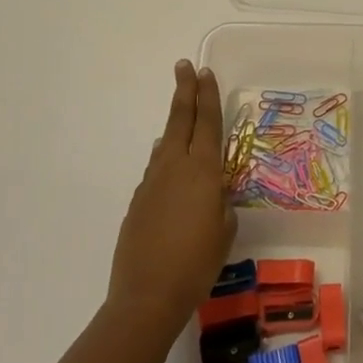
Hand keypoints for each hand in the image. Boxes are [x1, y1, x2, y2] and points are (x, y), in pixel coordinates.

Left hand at [108, 61, 236, 327]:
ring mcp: (152, 183)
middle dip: (185, 92)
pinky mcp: (138, 202)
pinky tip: (167, 164)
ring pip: (166, 143)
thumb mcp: (224, 230)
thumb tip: (211, 189)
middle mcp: (175, 167)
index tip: (204, 72)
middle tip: (185, 66)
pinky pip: (156, 169)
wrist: (147, 296)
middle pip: (180, 120)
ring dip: (175, 125)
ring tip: (182, 113)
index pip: (208, 123)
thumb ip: (221, 202)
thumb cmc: (198, 263)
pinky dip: (164, 158)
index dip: (207, 96)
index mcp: (203, 171)